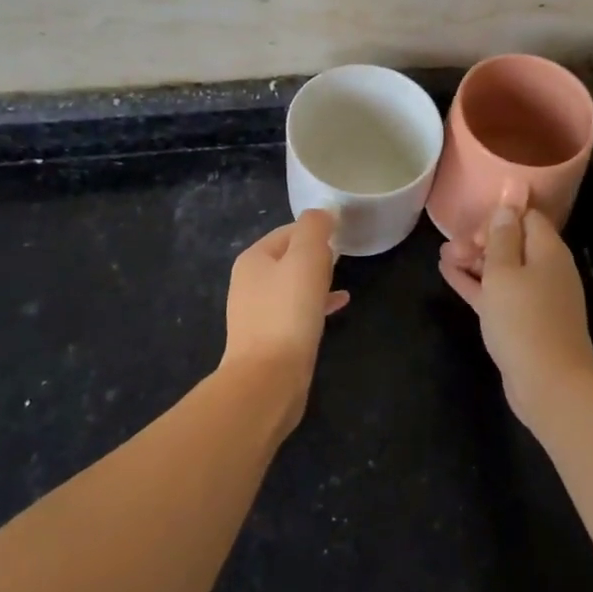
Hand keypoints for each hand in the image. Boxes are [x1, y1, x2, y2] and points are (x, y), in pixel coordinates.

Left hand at [221, 209, 349, 429]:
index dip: (316, 230)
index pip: (288, 231)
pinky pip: (295, 311)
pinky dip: (315, 305)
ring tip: (341, 281)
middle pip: (289, 257)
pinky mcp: (269, 338)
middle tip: (343, 258)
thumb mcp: (306, 258)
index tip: (342, 236)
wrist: (268, 378)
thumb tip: (322, 213)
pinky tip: (337, 307)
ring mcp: (256, 312)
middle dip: (316, 255)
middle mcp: (249, 282)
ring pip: (293, 285)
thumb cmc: (288, 311)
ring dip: (317, 280)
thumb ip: (314, 228)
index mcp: (254, 258)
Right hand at [440, 206, 592, 422]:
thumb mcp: (504, 271)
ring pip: (502, 269)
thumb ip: (502, 235)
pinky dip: (475, 283)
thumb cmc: (524, 319)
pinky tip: (448, 274)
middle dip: (480, 240)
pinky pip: (497, 293)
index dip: (498, 217)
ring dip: (474, 261)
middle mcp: (546, 270)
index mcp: (548, 251)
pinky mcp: (523, 322)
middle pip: (513, 243)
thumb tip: (509, 200)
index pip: (526, 217)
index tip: (472, 229)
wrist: (549, 384)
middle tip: (450, 246)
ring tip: (443, 256)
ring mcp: (536, 298)